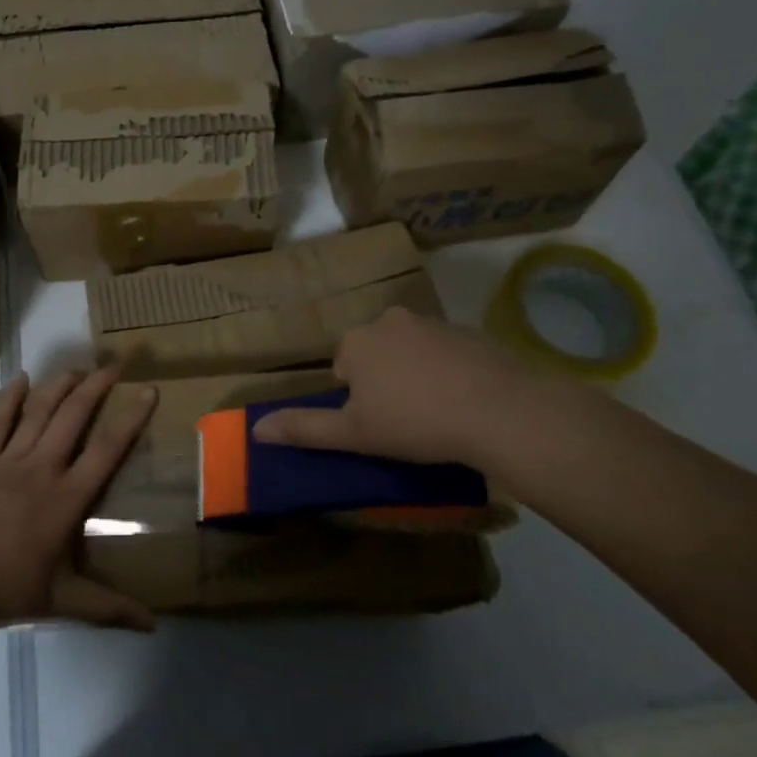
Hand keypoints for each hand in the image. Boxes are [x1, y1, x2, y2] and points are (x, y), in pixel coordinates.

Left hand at [0, 367, 157, 632]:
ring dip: (60, 385)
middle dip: (96, 386)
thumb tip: (153, 624)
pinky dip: (11, 399)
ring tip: (78, 368)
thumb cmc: (0, 587)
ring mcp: (8, 460)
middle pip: (73, 416)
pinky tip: (21, 379)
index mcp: (64, 498)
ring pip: (39, 412)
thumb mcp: (58, 601)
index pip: (106, 450)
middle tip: (115, 364)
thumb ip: (106, 608)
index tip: (148, 391)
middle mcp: (41, 468)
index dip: (130, 419)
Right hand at [252, 306, 582, 465]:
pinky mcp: (469, 332)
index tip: (379, 426)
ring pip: (411, 351)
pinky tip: (465, 401)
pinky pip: (447, 352)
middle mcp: (388, 320)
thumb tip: (256, 429)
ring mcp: (432, 322)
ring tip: (438, 413)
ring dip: (416, 374)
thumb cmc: (415, 423)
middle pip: (375, 354)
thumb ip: (304, 429)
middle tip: (406, 421)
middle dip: (384, 382)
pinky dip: (449, 371)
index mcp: (356, 341)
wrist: (499, 410)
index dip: (357, 401)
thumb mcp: (353, 435)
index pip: (343, 369)